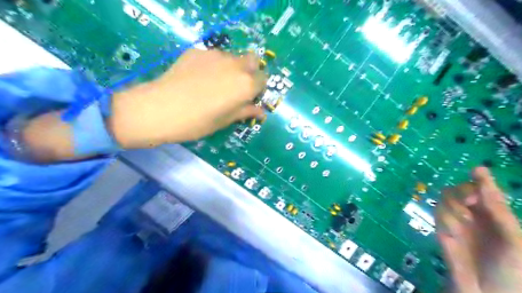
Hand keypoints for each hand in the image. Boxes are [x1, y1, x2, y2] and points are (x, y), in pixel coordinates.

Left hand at [108, 49, 264, 148]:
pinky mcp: (198, 51)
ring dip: (231, 67)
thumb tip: (261, 112)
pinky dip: (213, 65)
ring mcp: (216, 55)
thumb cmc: (198, 122)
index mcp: (246, 84)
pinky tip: (198, 78)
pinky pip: (213, 56)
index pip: (264, 79)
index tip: (249, 97)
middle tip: (236, 87)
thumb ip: (245, 111)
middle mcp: (235, 65)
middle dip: (250, 72)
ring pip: (232, 57)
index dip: (258, 88)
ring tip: (214, 83)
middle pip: (253, 60)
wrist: (160, 109)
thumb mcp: (225, 120)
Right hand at [438, 167, 521, 292]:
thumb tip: (483, 179)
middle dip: (463, 191)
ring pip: (446, 199)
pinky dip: (445, 218)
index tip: (478, 170)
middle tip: (469, 200)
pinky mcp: (442, 230)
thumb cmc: (512, 270)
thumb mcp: (513, 239)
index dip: (481, 179)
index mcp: (496, 215)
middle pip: (460, 190)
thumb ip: (498, 210)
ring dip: (453, 205)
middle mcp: (474, 215)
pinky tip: (454, 230)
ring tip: (464, 220)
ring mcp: (456, 222)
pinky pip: (439, 214)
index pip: (485, 190)